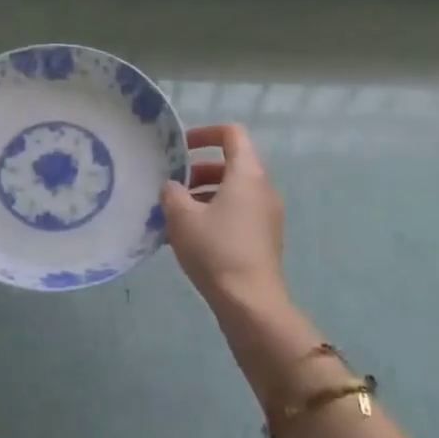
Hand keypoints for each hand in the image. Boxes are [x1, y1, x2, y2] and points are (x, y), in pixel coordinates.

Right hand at [161, 123, 286, 314]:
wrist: (250, 304)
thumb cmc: (216, 250)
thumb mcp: (182, 216)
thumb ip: (172, 193)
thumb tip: (173, 187)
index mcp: (247, 173)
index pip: (231, 134)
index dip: (204, 133)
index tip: (180, 148)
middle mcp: (263, 188)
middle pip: (230, 164)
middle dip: (197, 171)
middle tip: (171, 186)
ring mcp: (267, 216)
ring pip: (232, 192)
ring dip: (203, 195)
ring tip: (174, 214)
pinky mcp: (264, 239)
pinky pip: (237, 214)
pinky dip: (214, 215)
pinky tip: (189, 237)